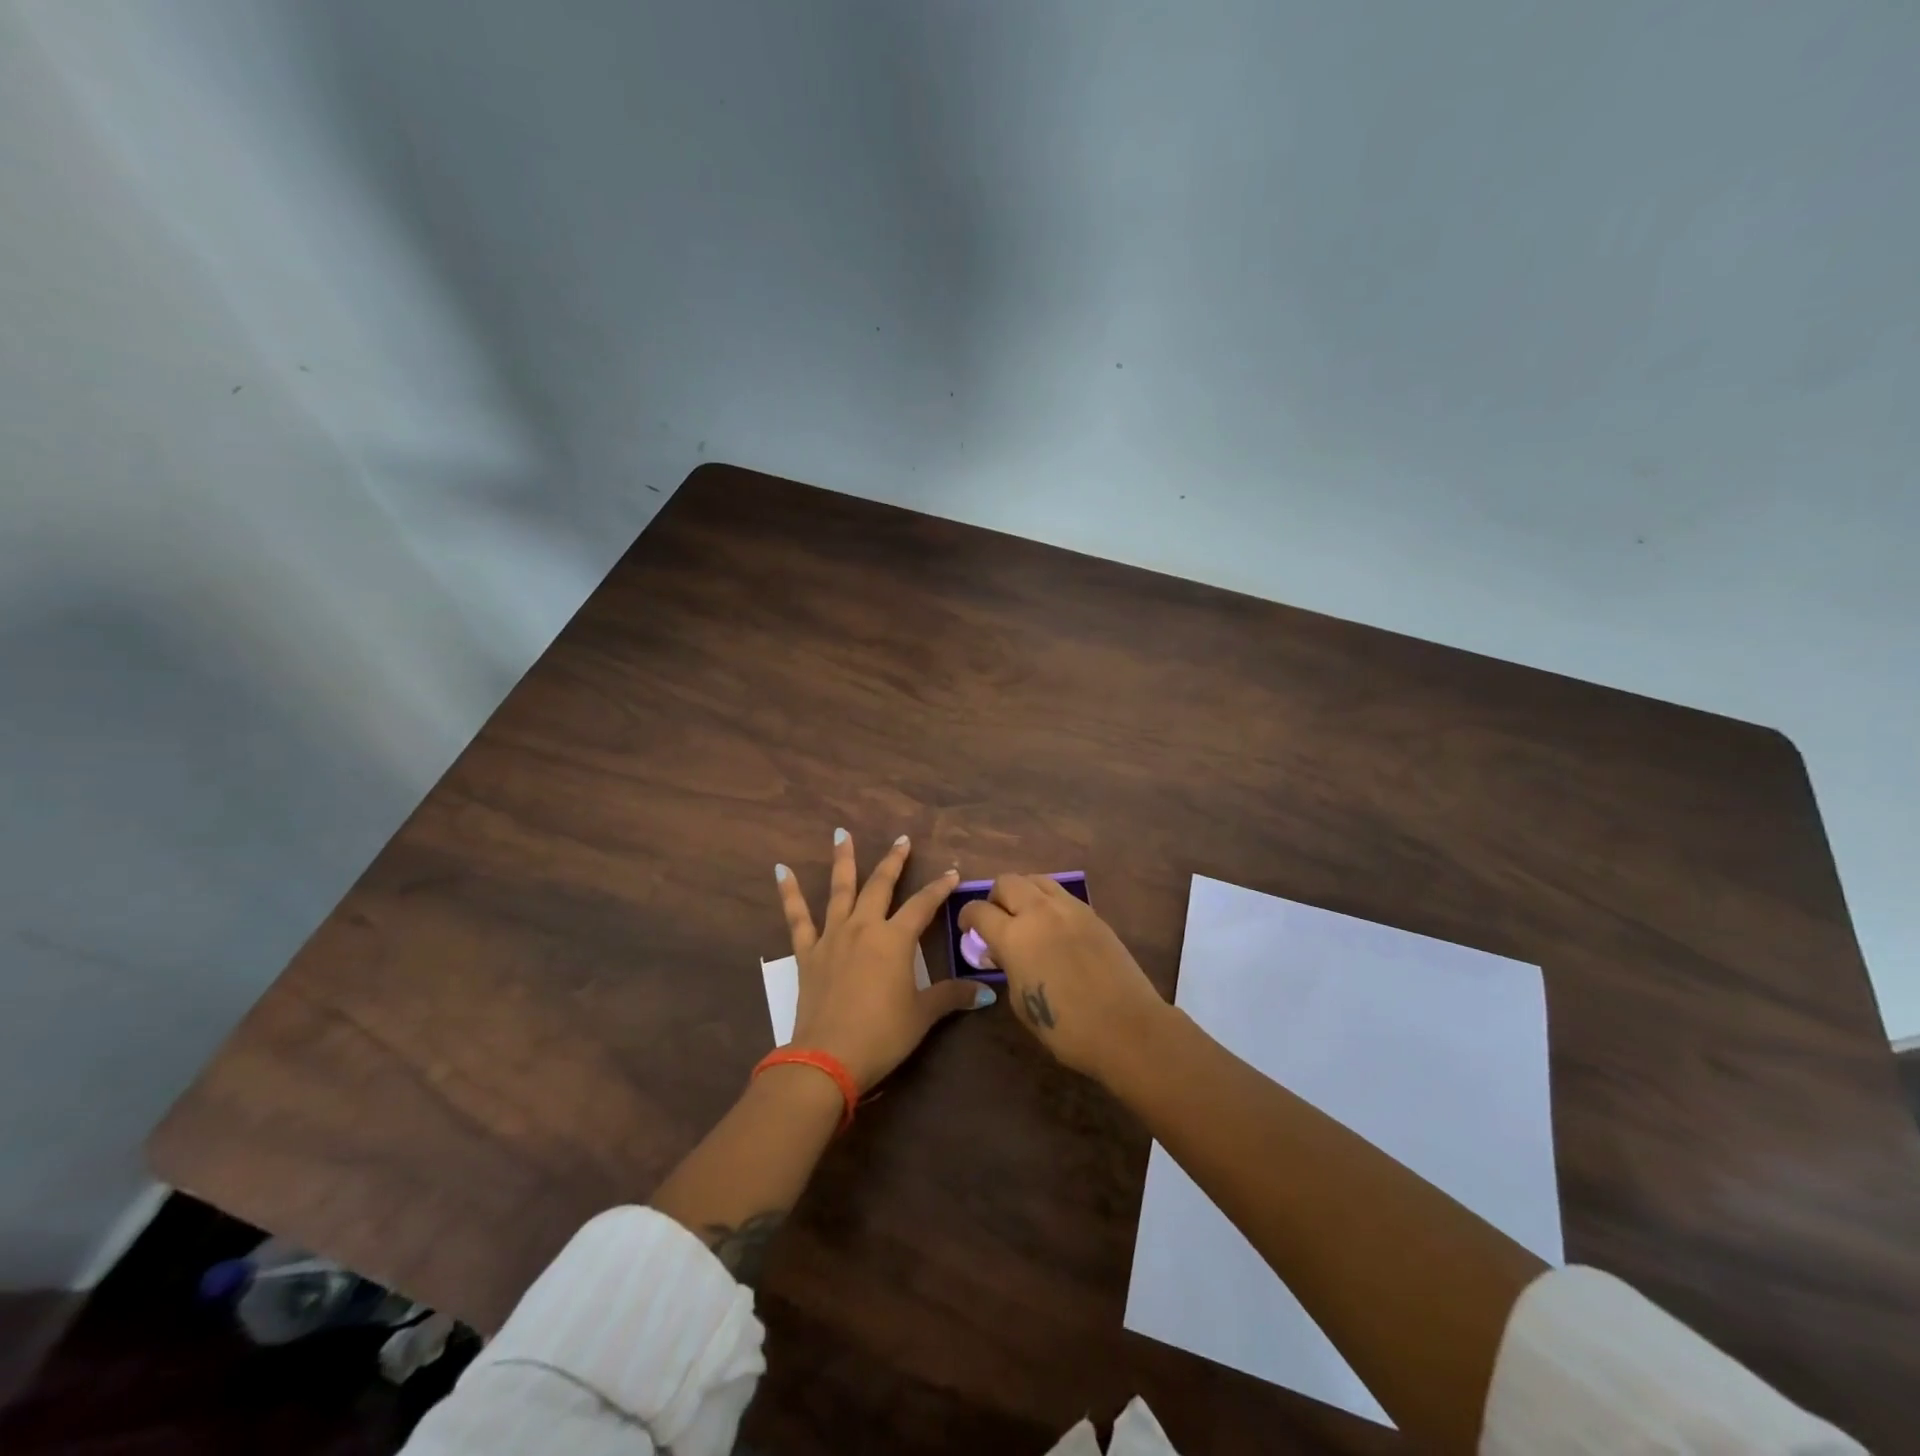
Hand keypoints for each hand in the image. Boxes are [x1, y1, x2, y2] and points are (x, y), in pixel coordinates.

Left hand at [776, 830, 992, 1090]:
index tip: (952, 872)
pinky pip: (797, 917)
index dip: (939, 888)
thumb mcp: (922, 1015)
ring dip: (843, 860)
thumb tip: (986, 993)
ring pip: (840, 890)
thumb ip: (952, 996)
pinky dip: (789, 893)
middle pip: (881, 886)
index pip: (923, 905)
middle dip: (894, 861)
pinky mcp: (807, 952)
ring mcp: (832, 936)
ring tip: (841, 834)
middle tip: (902, 840)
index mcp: (895, 939)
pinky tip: (781, 871)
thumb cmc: (882, 1034)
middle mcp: (864, 927)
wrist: (828, 1058)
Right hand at [957, 875, 1166, 1080]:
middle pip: (1007, 882)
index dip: (967, 917)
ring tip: (1025, 917)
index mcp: (1014, 935)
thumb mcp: (1021, 1002)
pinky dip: (1048, 903)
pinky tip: (1053, 927)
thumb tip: (1003, 953)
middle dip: (995, 898)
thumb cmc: (1066, 1027)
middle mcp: (1039, 912)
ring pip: (1036, 880)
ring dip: (1023, 893)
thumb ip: (1008, 968)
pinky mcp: (1093, 914)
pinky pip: (1061, 895)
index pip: (979, 910)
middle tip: (997, 920)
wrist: (1126, 1027)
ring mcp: (1070, 909)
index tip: (968, 929)